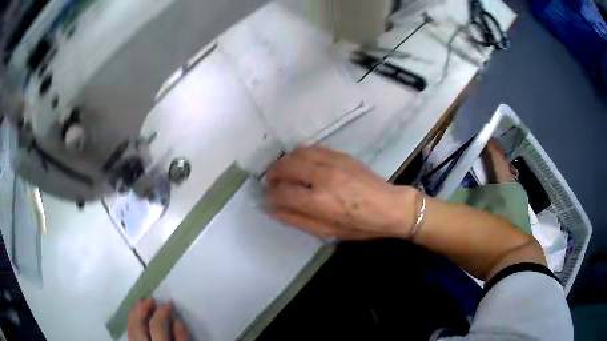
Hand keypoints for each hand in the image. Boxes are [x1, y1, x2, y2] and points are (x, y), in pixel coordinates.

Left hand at [128, 298, 188, 340]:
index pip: (157, 325)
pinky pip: (129, 334)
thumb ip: (182, 339)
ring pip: (130, 328)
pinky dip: (131, 323)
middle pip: (138, 325)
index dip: (162, 312)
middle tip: (150, 299)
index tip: (169, 303)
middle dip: (143, 309)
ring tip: (139, 302)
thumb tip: (176, 320)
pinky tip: (134, 317)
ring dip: (134, 313)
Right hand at [266, 146, 417, 239]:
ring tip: (284, 170)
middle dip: (273, 173)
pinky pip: (313, 148)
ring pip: (298, 153)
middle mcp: (322, 177)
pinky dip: (301, 154)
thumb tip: (272, 209)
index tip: (268, 197)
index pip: (282, 192)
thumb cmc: (360, 225)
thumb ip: (297, 220)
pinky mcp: (341, 155)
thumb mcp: (327, 232)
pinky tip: (301, 162)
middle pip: (286, 166)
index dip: (271, 194)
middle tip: (272, 180)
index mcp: (319, 201)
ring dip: (285, 161)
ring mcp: (333, 162)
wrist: (390, 206)